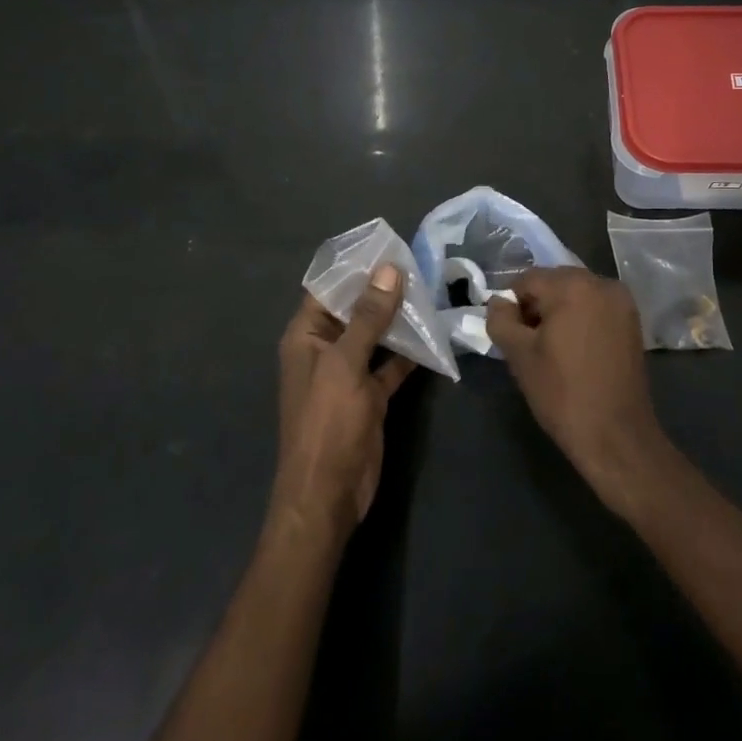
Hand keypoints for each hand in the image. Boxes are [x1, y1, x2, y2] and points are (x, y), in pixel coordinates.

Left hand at [272, 264, 414, 539]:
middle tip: (421, 264)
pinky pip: (390, 363)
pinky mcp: (369, 395)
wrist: (328, 496)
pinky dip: (410, 351)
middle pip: (355, 309)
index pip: (328, 288)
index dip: (355, 266)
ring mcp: (348, 373)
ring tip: (432, 290)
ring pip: (376, 335)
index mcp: (306, 336)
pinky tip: (435, 334)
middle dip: (383, 289)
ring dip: (400, 318)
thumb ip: (368, 317)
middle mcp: (325, 349)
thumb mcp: (346, 364)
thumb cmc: (327, 423)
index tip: (389, 245)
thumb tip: (388, 269)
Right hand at [487, 268, 669, 516]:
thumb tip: (498, 302)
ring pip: (576, 294)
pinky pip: (596, 307)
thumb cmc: (563, 393)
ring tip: (553, 350)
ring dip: (560, 312)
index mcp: (572, 286)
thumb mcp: (519, 356)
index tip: (513, 337)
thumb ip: (500, 320)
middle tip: (531, 344)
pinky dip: (581, 319)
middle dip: (538, 307)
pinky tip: (576, 351)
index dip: (513, 306)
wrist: (616, 435)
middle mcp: (601, 283)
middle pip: (554, 283)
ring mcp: (622, 301)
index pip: (527, 280)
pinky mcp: (633, 321)